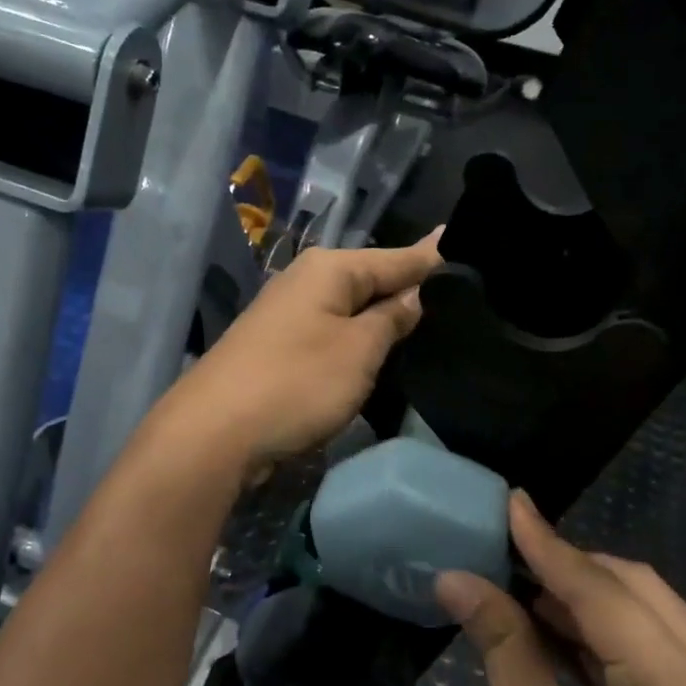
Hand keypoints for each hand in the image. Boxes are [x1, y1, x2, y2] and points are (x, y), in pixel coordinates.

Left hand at [154, 232, 441, 477]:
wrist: (214, 433)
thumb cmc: (296, 383)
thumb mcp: (358, 350)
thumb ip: (392, 319)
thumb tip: (416, 294)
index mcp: (329, 269)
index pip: (398, 258)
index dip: (435, 260)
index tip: (471, 251)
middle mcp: (307, 281)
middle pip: (373, 281)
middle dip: (412, 290)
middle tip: (464, 299)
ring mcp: (290, 315)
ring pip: (353, 310)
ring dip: (386, 319)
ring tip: (435, 323)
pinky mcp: (281, 348)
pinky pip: (334, 334)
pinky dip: (360, 340)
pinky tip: (384, 350)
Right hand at [437, 495, 685, 685]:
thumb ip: (502, 641)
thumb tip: (456, 577)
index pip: (601, 591)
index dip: (547, 544)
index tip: (511, 501)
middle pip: (636, 591)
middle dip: (570, 569)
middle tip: (508, 553)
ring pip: (651, 615)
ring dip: (589, 598)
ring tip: (525, 586)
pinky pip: (660, 650)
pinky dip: (610, 634)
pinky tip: (562, 628)